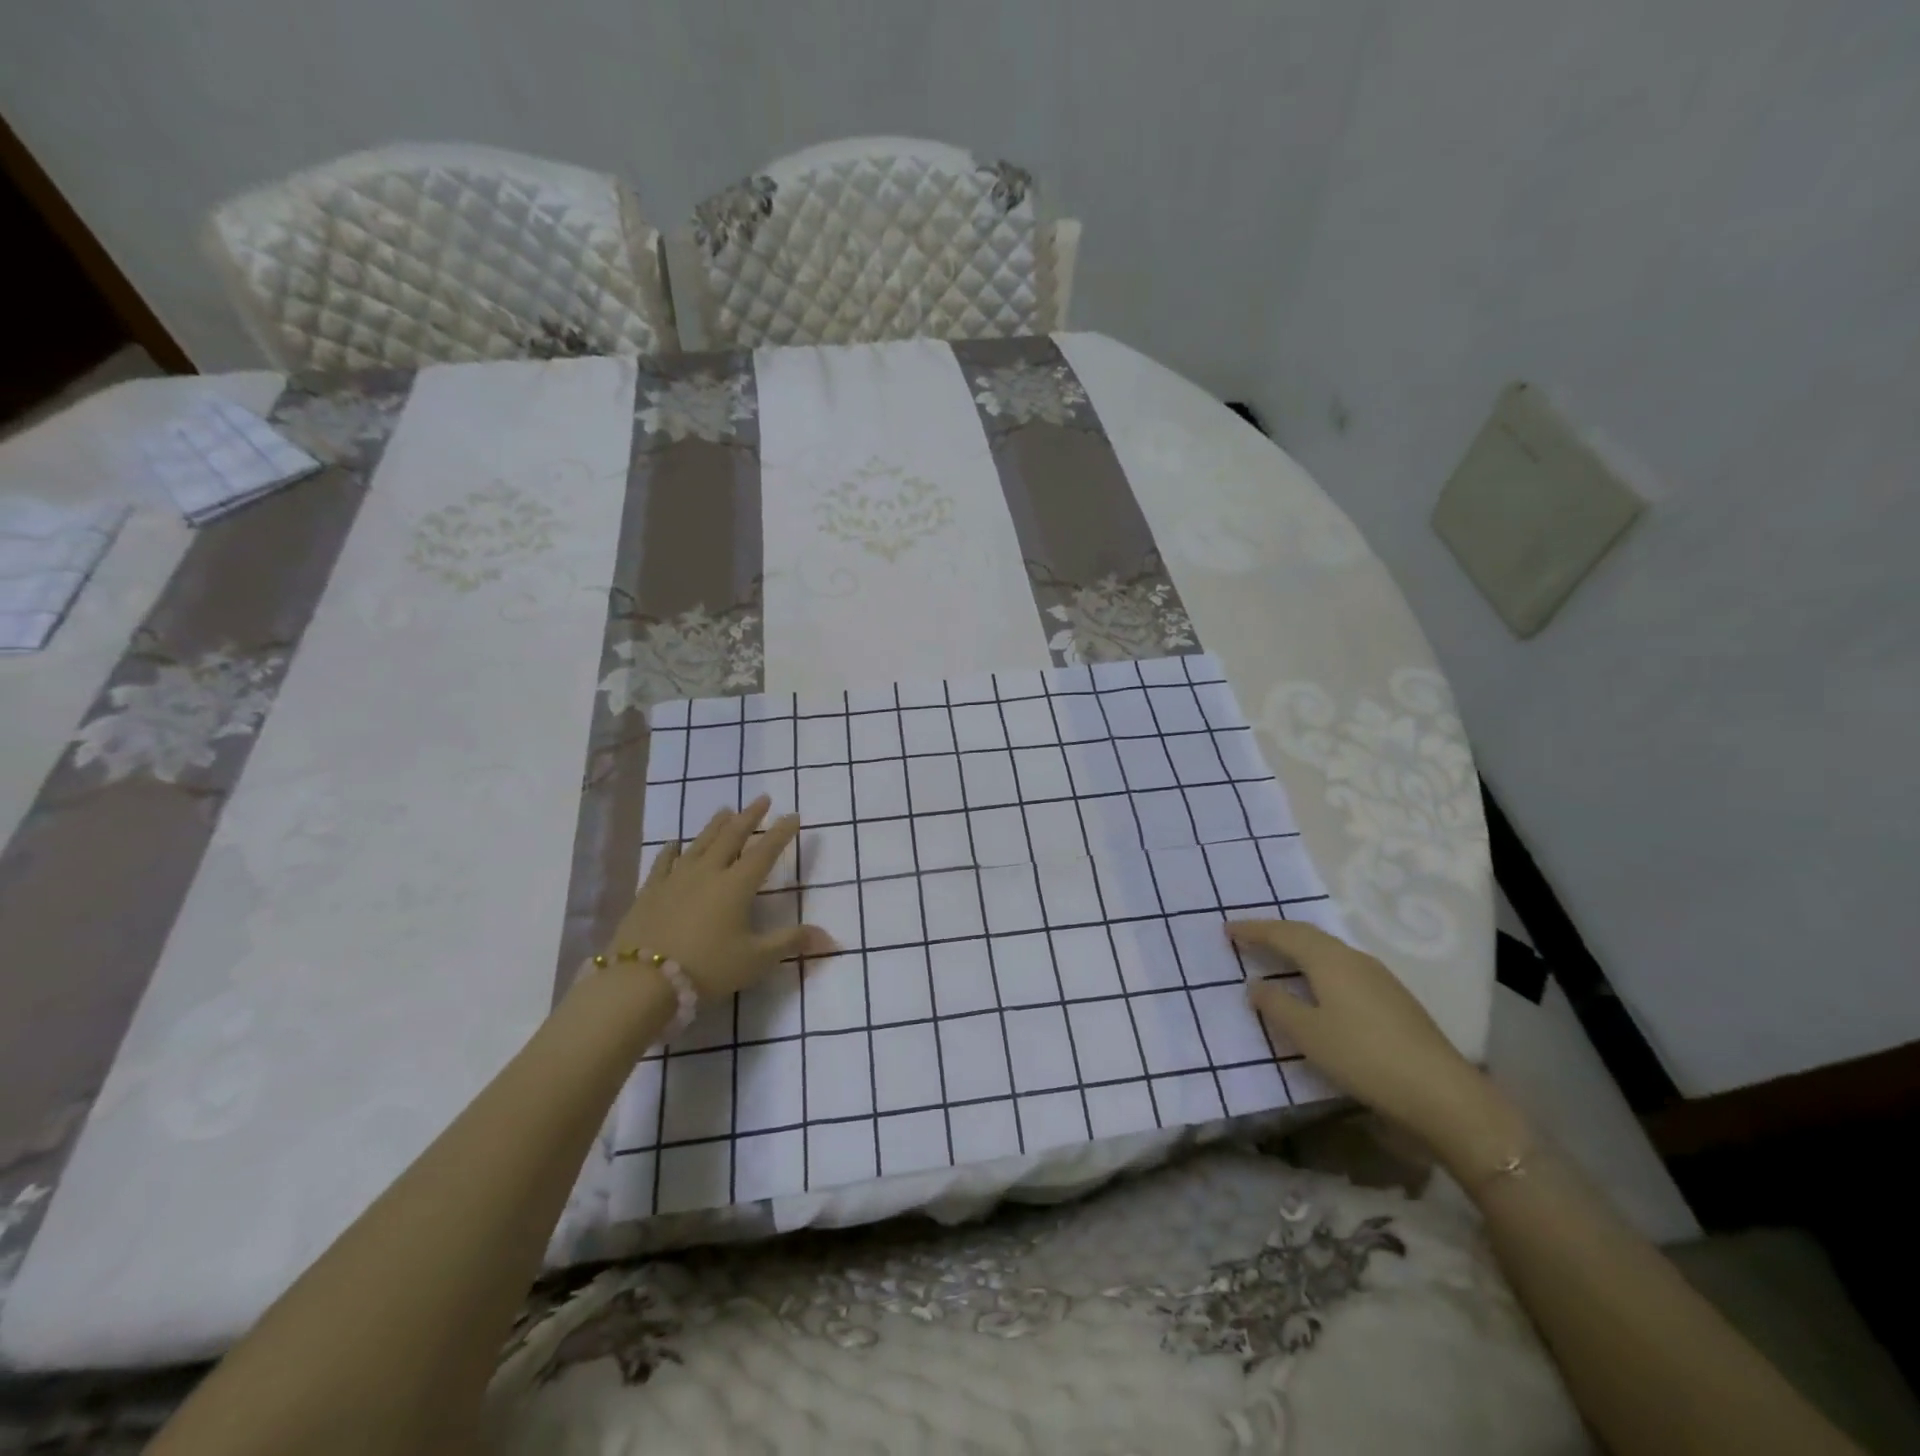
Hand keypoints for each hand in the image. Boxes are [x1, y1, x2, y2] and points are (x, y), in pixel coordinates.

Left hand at [605, 796, 832, 1000]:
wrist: (641, 981)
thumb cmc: (707, 968)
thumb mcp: (756, 960)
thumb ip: (791, 942)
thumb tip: (830, 938)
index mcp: (737, 886)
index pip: (765, 852)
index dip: (780, 833)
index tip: (793, 815)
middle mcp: (708, 873)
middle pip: (732, 837)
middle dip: (749, 817)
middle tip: (761, 799)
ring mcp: (675, 880)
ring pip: (699, 844)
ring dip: (715, 826)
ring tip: (725, 810)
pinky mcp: (649, 892)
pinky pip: (664, 863)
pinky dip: (671, 850)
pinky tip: (674, 843)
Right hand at [1229, 920, 1488, 1144]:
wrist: (1443, 1094)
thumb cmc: (1364, 1057)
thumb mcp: (1308, 1035)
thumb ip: (1277, 1006)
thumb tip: (1256, 984)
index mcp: (1329, 960)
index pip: (1284, 934)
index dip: (1254, 930)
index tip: (1227, 929)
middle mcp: (1353, 958)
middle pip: (1308, 935)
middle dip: (1275, 933)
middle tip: (1247, 936)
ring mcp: (1378, 977)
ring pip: (1328, 950)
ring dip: (1299, 948)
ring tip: (1277, 956)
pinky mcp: (1393, 998)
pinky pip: (1343, 966)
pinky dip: (1318, 965)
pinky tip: (1317, 984)